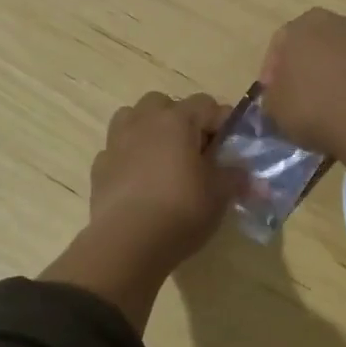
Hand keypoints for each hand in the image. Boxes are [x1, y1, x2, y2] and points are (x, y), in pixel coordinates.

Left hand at [42, 92, 245, 330]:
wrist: (127, 243)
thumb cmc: (180, 210)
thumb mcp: (220, 195)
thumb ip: (235, 177)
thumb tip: (246, 174)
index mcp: (176, 120)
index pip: (206, 104)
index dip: (223, 122)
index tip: (231, 147)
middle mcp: (144, 121)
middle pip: (164, 104)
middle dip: (181, 121)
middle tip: (196, 152)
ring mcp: (116, 141)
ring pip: (133, 119)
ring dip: (149, 131)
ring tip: (164, 159)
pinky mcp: (99, 166)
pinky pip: (118, 149)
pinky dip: (130, 157)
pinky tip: (140, 182)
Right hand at [261, 8, 345, 210]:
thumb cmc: (312, 107)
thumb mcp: (274, 108)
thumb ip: (273, 96)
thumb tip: (280, 96)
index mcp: (300, 26)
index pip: (279, 46)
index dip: (272, 73)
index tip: (272, 97)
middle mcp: (335, 21)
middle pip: (313, 44)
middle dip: (305, 67)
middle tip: (299, 96)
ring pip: (340, 54)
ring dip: (332, 73)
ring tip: (327, 103)